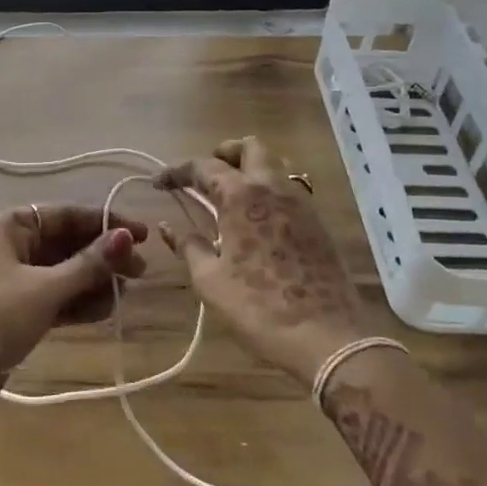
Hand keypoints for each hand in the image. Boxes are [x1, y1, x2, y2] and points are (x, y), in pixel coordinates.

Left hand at [0, 205, 146, 485]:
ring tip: (126, 294)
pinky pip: (55, 299)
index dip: (106, 224)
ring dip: (94, 282)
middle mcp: (12, 247)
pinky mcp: (16, 314)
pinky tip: (105, 311)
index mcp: (11, 226)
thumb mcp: (45, 287)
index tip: (142, 235)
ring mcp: (14, 282)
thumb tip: (126, 237)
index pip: (67, 215)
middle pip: (67, 244)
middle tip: (140, 271)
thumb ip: (88, 264)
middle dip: (103, 257)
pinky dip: (78, 304)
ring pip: (63, 274)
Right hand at [156, 137, 377, 381]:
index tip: (159, 183)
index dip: (177, 171)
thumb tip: (169, 226)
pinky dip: (269, 188)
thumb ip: (188, 246)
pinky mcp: (318, 221)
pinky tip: (257, 217)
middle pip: (250, 147)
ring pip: (275, 163)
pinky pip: (290, 187)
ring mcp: (301, 202)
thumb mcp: (210, 280)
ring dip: (250, 167)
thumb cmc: (258, 307)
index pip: (203, 166)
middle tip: (205, 176)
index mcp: (241, 195)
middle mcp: (273, 187)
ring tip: (230, 194)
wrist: (327, 338)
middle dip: (223, 153)